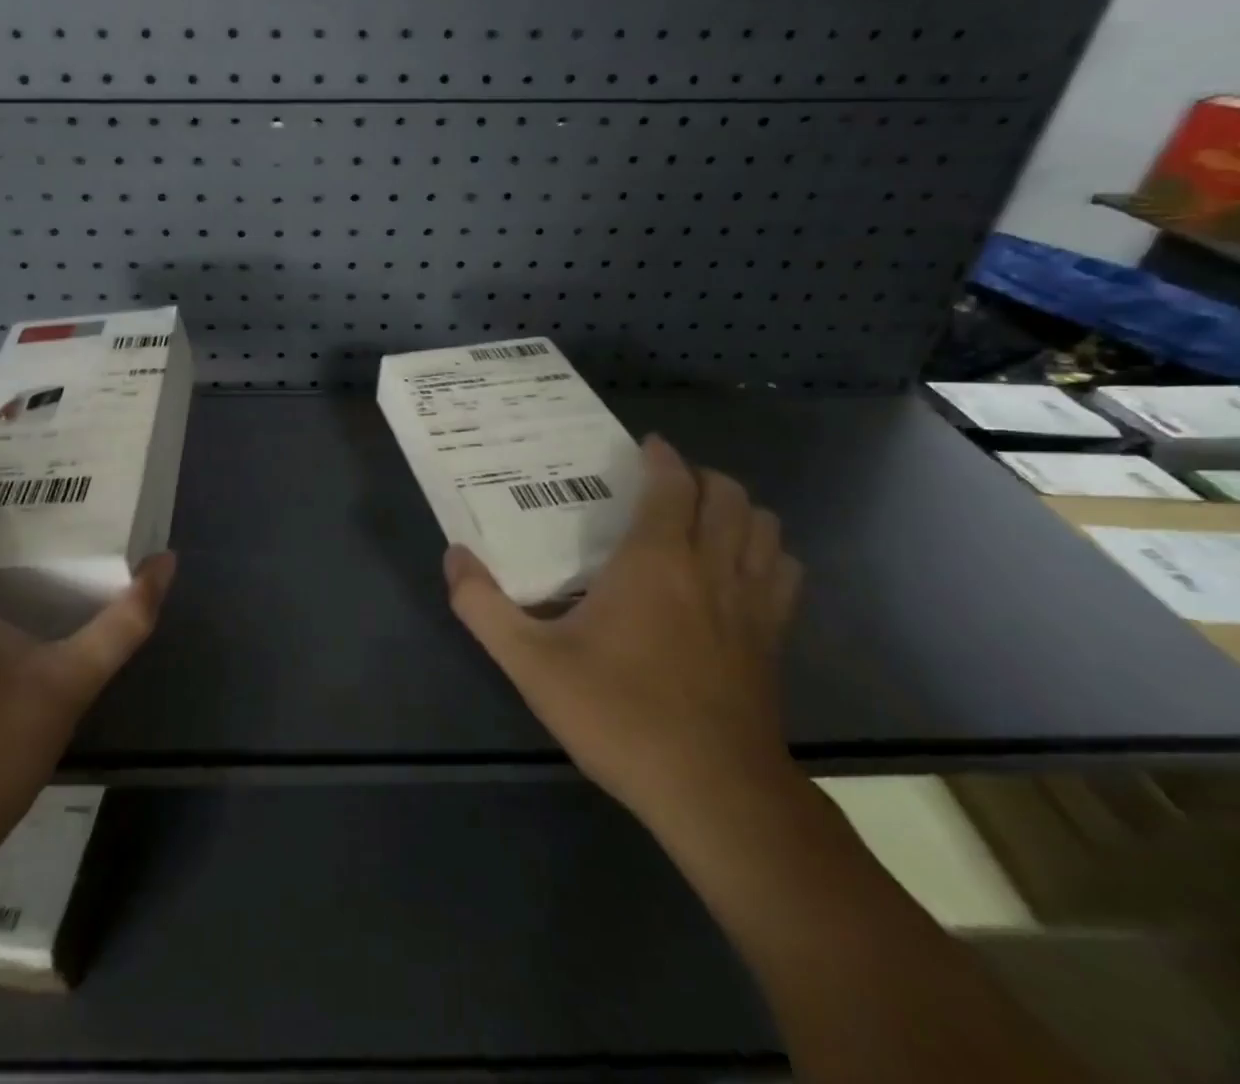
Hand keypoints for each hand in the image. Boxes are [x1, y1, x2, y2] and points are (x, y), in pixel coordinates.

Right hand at [445, 435, 801, 830]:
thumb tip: (454, 557)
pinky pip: (785, 572)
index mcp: (655, 560)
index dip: (661, 457)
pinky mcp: (775, 640)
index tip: (643, 446)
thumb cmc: (619, 715)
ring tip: (705, 517)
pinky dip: (768, 553)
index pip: (673, 485)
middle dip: (701, 476)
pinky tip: (742, 571)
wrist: (713, 793)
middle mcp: (711, 568)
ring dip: (739, 509)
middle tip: (667, 483)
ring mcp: (753, 604)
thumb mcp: (531, 663)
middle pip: (728, 496)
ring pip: (765, 528)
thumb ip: (483, 606)